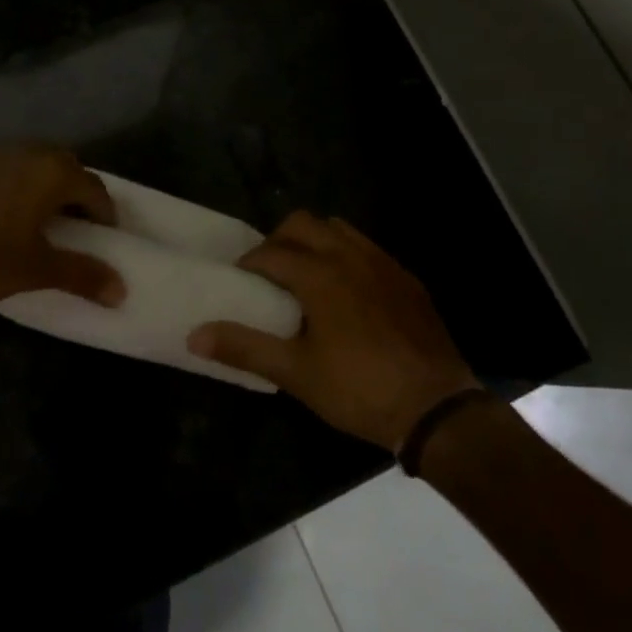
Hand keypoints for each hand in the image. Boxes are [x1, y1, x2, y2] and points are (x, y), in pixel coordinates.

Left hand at [0, 145, 125, 313]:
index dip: (104, 214)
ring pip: (30, 165)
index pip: (94, 188)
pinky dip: (11, 188)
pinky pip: (1, 170)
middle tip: (76, 227)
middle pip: (64, 167)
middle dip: (75, 194)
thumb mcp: (35, 270)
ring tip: (38, 221)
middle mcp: (25, 152)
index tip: (105, 238)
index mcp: (51, 171)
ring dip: (42, 188)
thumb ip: (81, 275)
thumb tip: (122, 290)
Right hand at [188, 212, 481, 451]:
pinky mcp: (406, 278)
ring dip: (314, 241)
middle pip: (302, 223)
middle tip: (269, 274)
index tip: (239, 281)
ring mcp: (382, 263)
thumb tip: (194, 334)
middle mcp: (349, 255)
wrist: (436, 408)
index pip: (270, 252)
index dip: (248, 263)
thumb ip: (244, 347)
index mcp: (319, 274)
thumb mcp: (295, 373)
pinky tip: (347, 292)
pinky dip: (346, 255)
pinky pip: (367, 248)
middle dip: (278, 240)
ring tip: (306, 277)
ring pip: (338, 228)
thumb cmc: (358, 389)